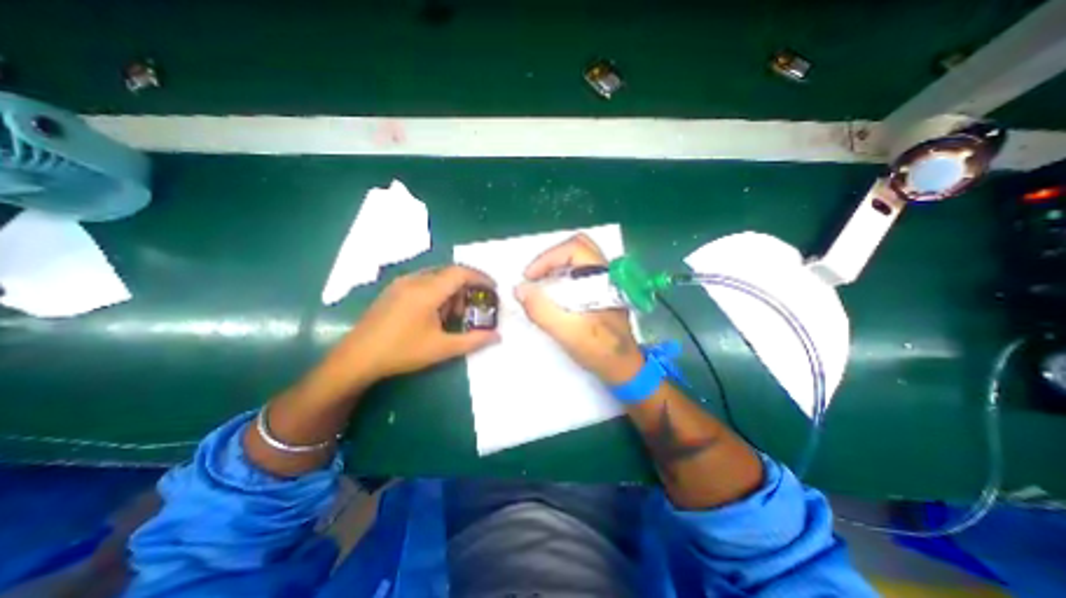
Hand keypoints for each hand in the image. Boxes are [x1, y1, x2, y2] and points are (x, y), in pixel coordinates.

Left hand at [332, 267, 500, 383]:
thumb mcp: (442, 348)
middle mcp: (414, 280)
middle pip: (450, 273)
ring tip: (453, 315)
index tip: (493, 289)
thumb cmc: (402, 352)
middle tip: (473, 307)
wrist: (357, 358)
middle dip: (467, 287)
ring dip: (451, 290)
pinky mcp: (393, 289)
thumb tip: (498, 336)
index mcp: (427, 291)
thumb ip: (474, 341)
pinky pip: (423, 282)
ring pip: (436, 277)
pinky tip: (433, 313)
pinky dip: (437, 292)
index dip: (481, 278)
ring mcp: (401, 283)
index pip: (461, 272)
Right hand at [515, 233, 639, 383]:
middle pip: (577, 247)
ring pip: (578, 259)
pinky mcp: (601, 291)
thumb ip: (542, 310)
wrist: (624, 368)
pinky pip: (579, 272)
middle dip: (551, 258)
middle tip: (534, 277)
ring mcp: (605, 281)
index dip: (547, 258)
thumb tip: (520, 289)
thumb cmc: (601, 351)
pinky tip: (552, 293)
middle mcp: (607, 274)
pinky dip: (561, 276)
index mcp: (604, 278)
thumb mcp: (568, 333)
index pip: (575, 249)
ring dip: (555, 266)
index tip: (529, 277)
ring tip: (539, 285)